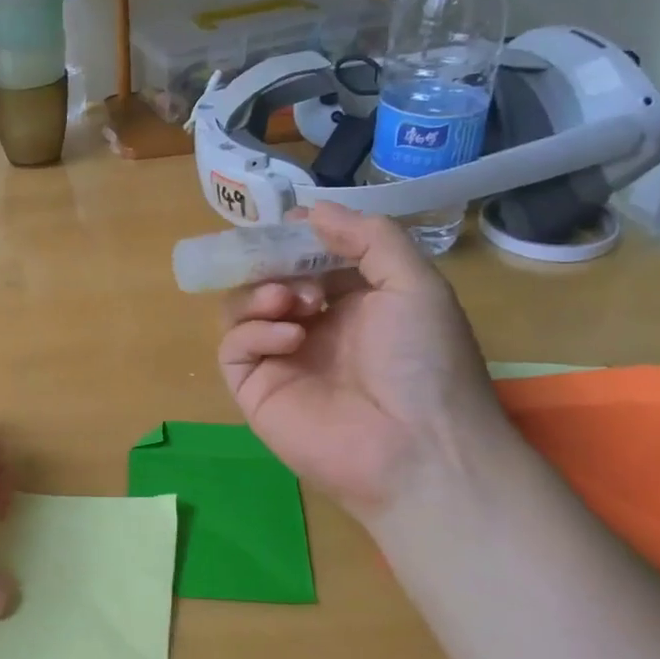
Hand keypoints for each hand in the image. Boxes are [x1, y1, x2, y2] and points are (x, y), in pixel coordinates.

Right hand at [218, 206, 503, 514]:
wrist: (418, 449)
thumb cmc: (425, 363)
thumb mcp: (415, 284)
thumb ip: (370, 238)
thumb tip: (313, 209)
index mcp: (353, 303)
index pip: (309, 258)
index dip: (297, 238)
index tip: (292, 223)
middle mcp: (314, 327)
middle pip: (268, 277)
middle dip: (275, 264)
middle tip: (292, 270)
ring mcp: (282, 358)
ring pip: (242, 307)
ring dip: (262, 292)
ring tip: (295, 303)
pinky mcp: (255, 388)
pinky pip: (234, 346)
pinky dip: (253, 330)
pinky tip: (288, 336)